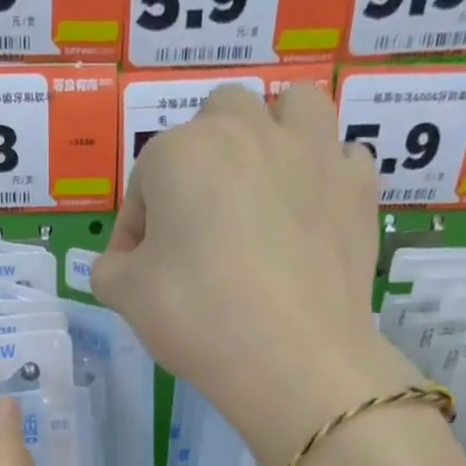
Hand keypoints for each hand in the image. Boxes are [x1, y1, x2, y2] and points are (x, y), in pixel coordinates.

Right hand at [92, 84, 420, 465]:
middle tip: (198, 223)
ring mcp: (312, 151)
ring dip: (272, 134)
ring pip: (291, 108)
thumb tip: (123, 262)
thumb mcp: (124, 297)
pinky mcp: (356, 185)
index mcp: (181, 152)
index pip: (143, 182)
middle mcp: (248, 130)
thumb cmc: (197, 317)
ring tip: (263, 186)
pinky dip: (323, 175)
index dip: (135, 229)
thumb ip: (109, 267)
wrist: (291, 357)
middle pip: (216, 121)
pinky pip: (339, 157)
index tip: (138, 273)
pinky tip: (310, 214)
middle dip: (201, 162)